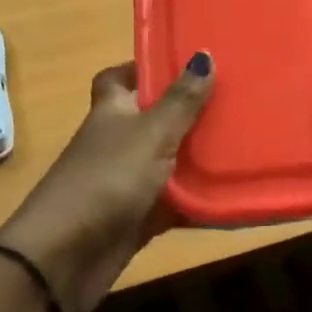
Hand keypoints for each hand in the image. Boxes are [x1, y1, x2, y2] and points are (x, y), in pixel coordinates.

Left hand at [0, 54, 213, 311]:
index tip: (187, 64)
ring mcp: (127, 180)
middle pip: (155, 118)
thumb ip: (180, 100)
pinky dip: (198, 201)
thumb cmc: (106, 179)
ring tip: (247, 144)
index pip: (122, 77)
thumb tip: (204, 54)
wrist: (64, 257)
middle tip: (236, 101)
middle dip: (190, 112)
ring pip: (169, 161)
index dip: (147, 68)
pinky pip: (174, 203)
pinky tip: (234, 196)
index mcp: (113, 109)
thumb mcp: (150, 133)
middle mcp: (119, 140)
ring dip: (199, 158)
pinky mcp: (138, 217)